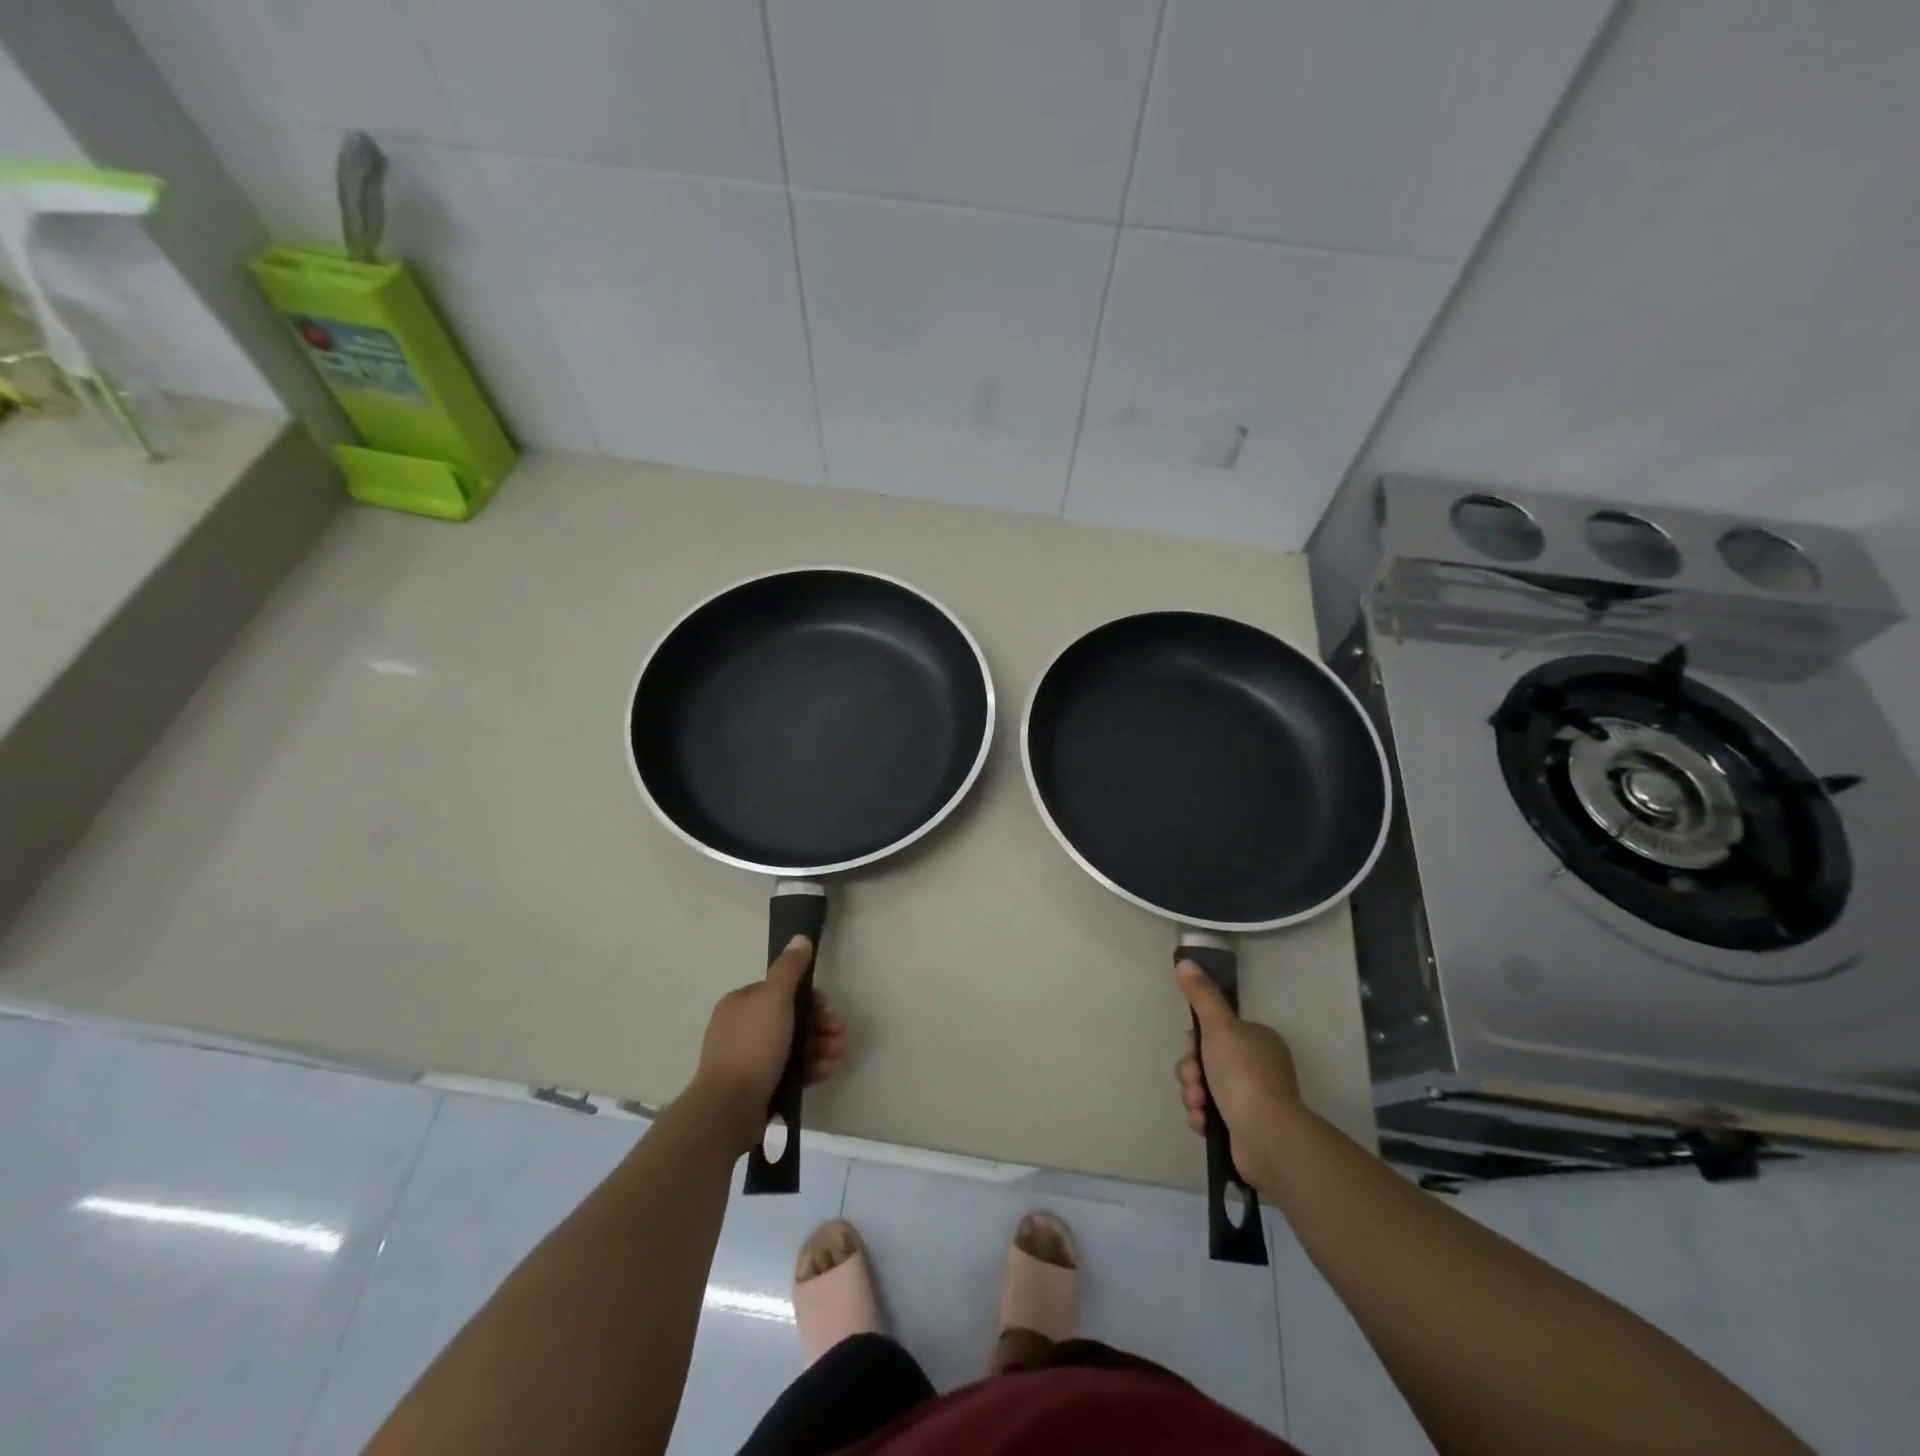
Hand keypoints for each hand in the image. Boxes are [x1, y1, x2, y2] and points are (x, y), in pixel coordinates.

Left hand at [692, 936, 847, 1150]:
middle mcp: (743, 1027)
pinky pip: (789, 1069)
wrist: (728, 1108)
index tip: (827, 1009)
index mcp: (742, 1003)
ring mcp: (750, 1058)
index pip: (782, 991)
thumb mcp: (774, 998)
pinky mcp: (758, 1085)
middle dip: (820, 1025)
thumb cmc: (753, 1046)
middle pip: (791, 1018)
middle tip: (839, 1034)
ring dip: (821, 1046)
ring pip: (794, 1045)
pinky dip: (810, 1067)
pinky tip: (826, 1071)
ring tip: (838, 1055)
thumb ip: (789, 968)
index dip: (809, 998)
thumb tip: (800, 937)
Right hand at [1174, 960, 1306, 1189]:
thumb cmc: (1243, 1073)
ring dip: (1193, 1095)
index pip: (1214, 1032)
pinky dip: (1202, 1116)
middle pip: (1205, 1060)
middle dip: (1191, 1072)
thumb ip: (1201, 994)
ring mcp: (1252, 1098)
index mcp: (1257, 1040)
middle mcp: (1257, 1066)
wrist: (1266, 1135)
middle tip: (1195, 1082)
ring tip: (1199, 1106)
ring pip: (1204, 1087)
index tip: (1192, 1051)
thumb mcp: (1219, 1026)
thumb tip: (1184, 961)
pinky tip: (1203, 1122)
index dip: (1195, 1042)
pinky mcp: (1243, 1126)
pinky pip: (1210, 1113)